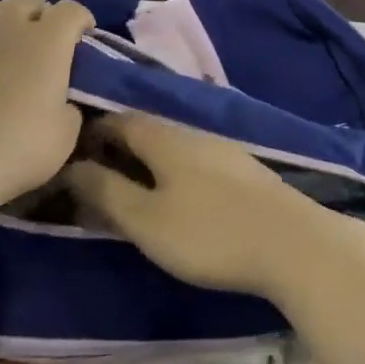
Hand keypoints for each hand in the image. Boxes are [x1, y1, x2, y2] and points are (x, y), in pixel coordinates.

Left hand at [0, 0, 92, 208]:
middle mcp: (5, 26)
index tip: (83, 36)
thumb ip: (68, 109)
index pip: (71, 11)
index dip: (81, 19)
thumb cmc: (13, 152)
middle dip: (37, 13)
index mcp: (47, 43)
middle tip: (39, 36)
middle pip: (25, 0)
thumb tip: (61, 101)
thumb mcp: (64, 137)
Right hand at [62, 113, 364, 301]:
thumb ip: (107, 192)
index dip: (92, 132)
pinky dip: (176, 174)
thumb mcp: (147, 220)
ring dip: (149, 163)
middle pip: (148, 131)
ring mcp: (226, 151)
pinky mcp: (247, 173)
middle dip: (119, 149)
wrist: (294, 244)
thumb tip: (72, 167)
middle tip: (96, 179)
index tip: (70, 155)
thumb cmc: (210, 234)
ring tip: (133, 192)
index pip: (120, 119)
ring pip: (175, 148)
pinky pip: (198, 163)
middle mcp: (196, 134)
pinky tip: (179, 198)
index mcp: (166, 138)